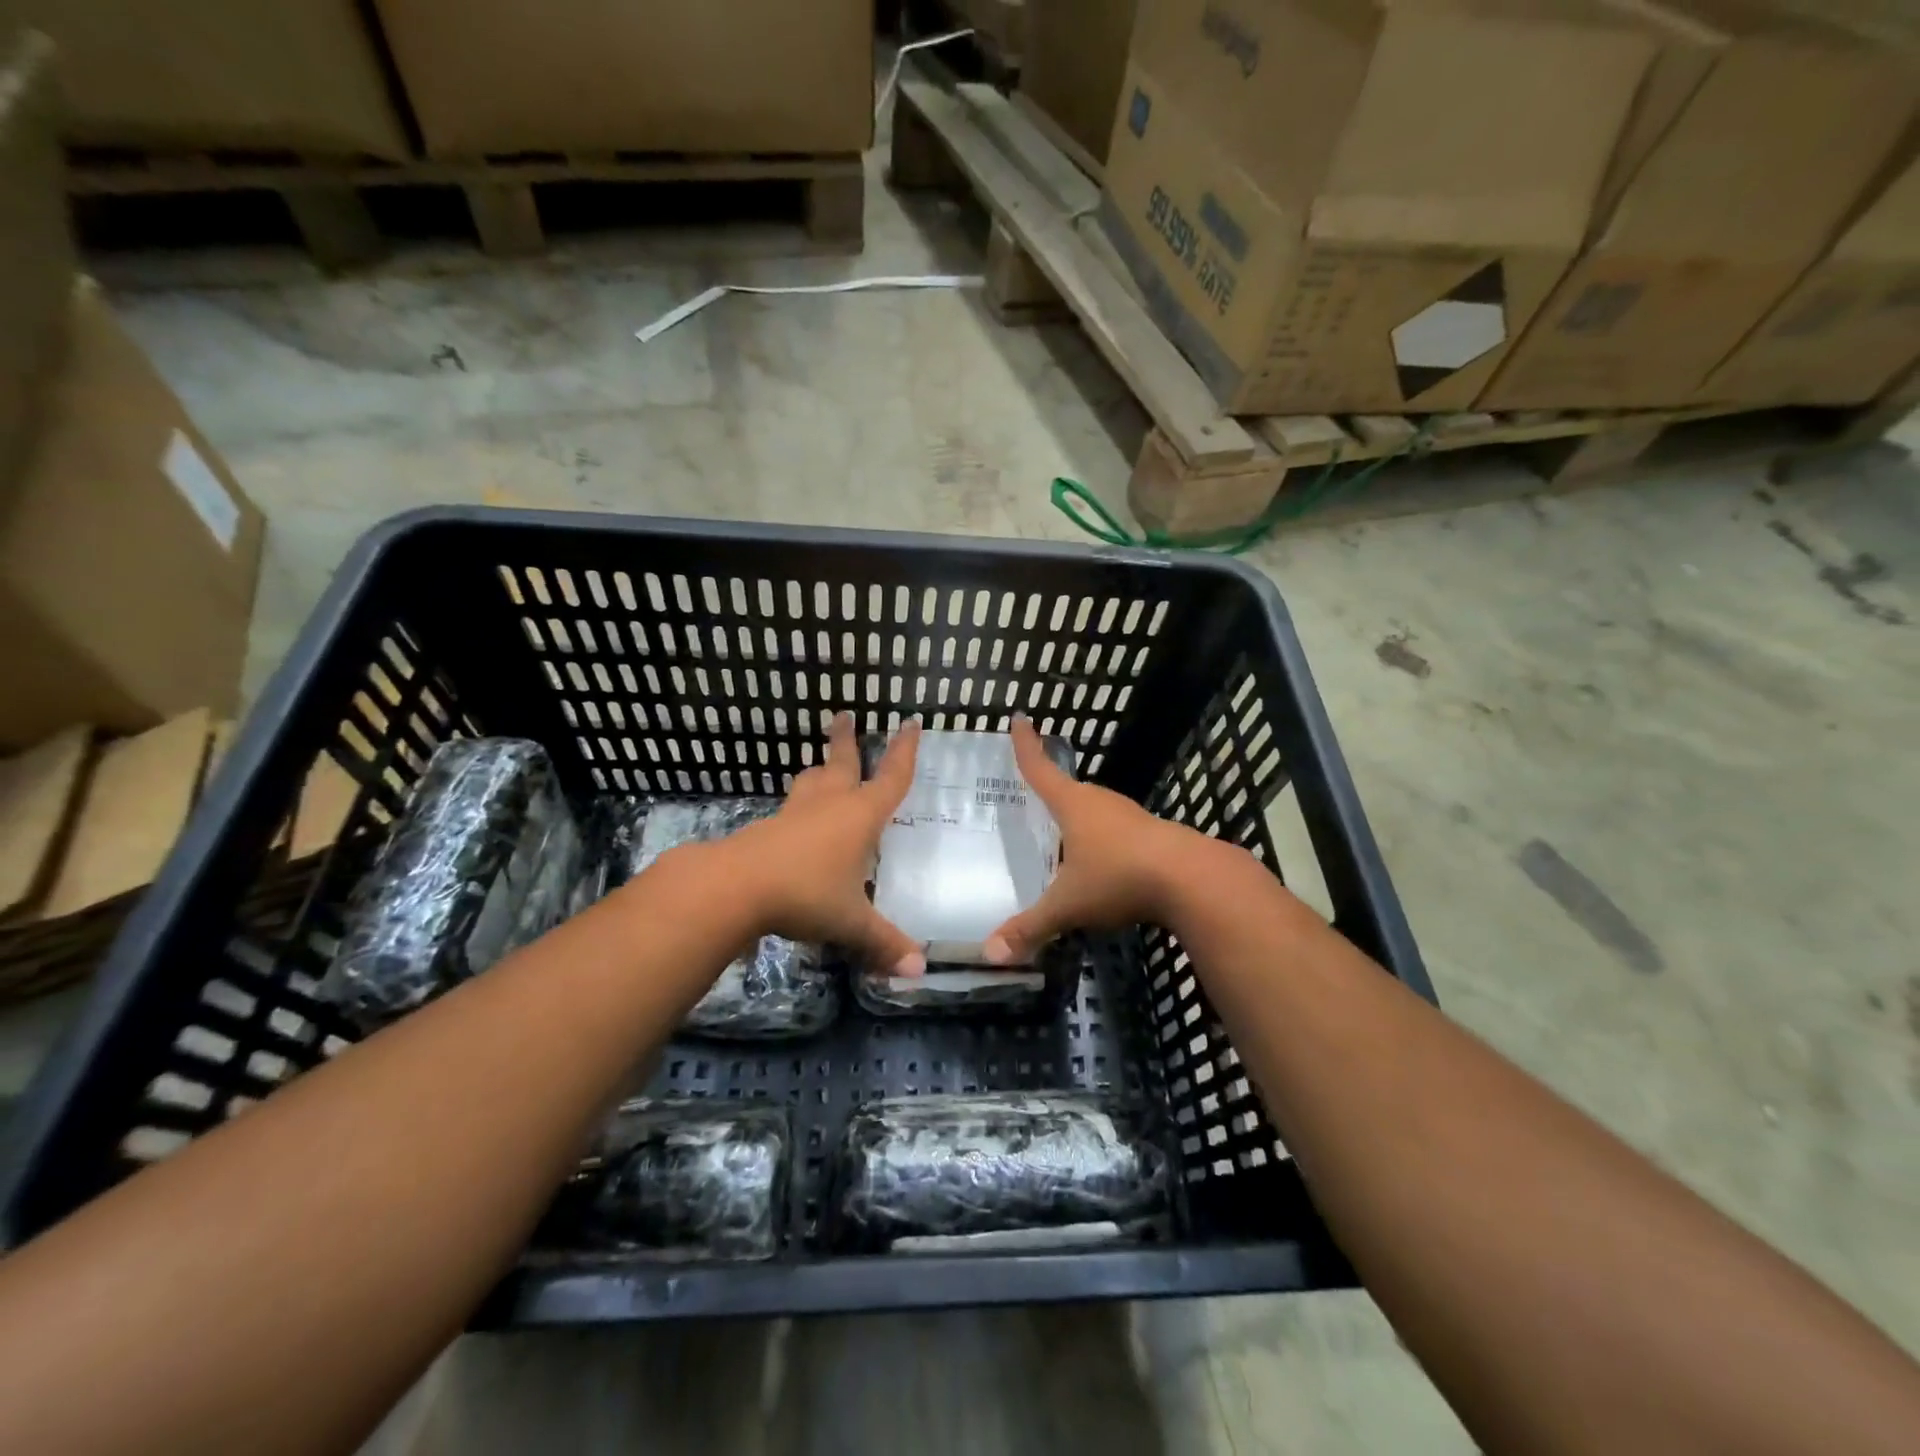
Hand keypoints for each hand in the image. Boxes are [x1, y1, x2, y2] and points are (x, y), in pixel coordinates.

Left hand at [725, 712, 925, 975]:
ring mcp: (794, 813)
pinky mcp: (767, 828)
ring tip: (819, 764)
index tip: (909, 723)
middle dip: (846, 740)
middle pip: (841, 762)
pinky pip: (790, 809)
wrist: (735, 887)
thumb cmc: (806, 893)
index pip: (892, 778)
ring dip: (818, 768)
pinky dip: (798, 805)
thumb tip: (919, 972)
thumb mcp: (851, 922)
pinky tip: (795, 820)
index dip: (904, 752)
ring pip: (810, 781)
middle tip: (843, 716)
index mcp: (860, 816)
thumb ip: (884, 943)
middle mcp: (829, 805)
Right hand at [985, 717, 1201, 963]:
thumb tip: (989, 954)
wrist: (1194, 880)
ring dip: (1080, 818)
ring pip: (1097, 811)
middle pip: (1070, 789)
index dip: (1026, 746)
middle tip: (1034, 794)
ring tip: (1065, 835)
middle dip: (1052, 789)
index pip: (1040, 769)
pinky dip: (1104, 840)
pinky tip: (1105, 863)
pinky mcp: (1154, 835)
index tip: (1020, 718)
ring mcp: (1131, 817)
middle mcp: (1101, 802)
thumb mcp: (1068, 906)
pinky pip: (1118, 831)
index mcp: (1073, 805)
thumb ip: (1030, 928)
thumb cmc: (1119, 878)